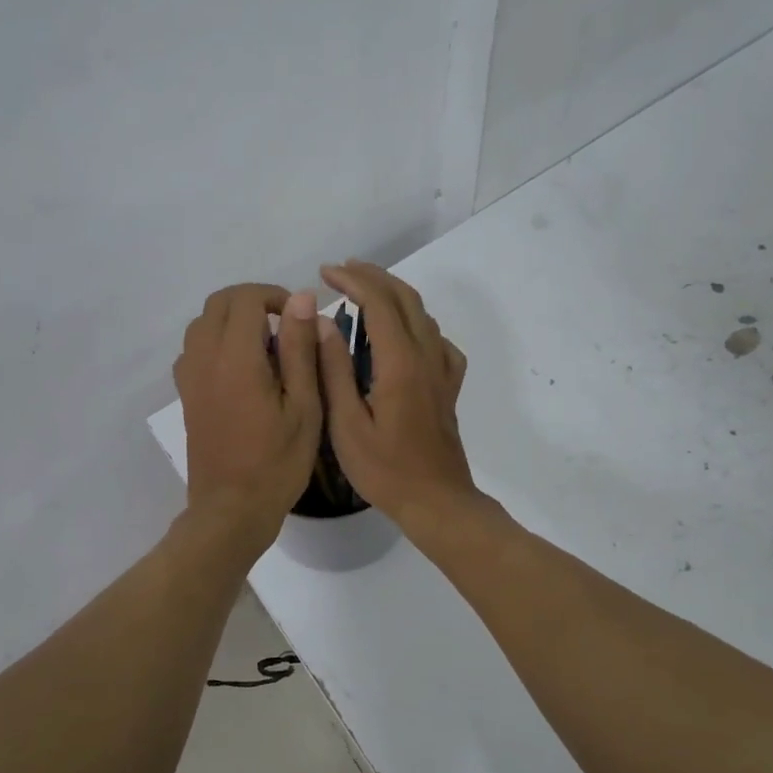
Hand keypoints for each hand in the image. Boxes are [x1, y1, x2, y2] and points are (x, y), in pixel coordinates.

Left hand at [172, 283, 323, 540]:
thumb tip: (300, 298)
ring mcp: (189, 377)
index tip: (299, 319)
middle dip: (253, 302)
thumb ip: (300, 348)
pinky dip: (216, 342)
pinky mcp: (185, 395)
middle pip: (219, 303)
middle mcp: (204, 359)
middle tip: (285, 327)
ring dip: (232, 320)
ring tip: (265, 348)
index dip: (275, 296)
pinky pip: (194, 349)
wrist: (231, 509)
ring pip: (202, 323)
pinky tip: (241, 369)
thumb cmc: (277, 462)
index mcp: (236, 358)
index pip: (246, 298)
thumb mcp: (303, 406)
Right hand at [316, 261, 476, 526]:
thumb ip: (335, 371)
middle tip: (341, 270)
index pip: (378, 303)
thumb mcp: (346, 424)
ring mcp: (443, 371)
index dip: (352, 280)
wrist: (436, 502)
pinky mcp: (448, 387)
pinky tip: (405, 335)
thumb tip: (324, 322)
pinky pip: (438, 341)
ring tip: (364, 291)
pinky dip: (417, 324)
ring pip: (423, 315)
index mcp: (400, 364)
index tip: (324, 272)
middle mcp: (427, 357)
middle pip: (405, 299)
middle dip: (373, 276)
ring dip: (394, 294)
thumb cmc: (385, 470)